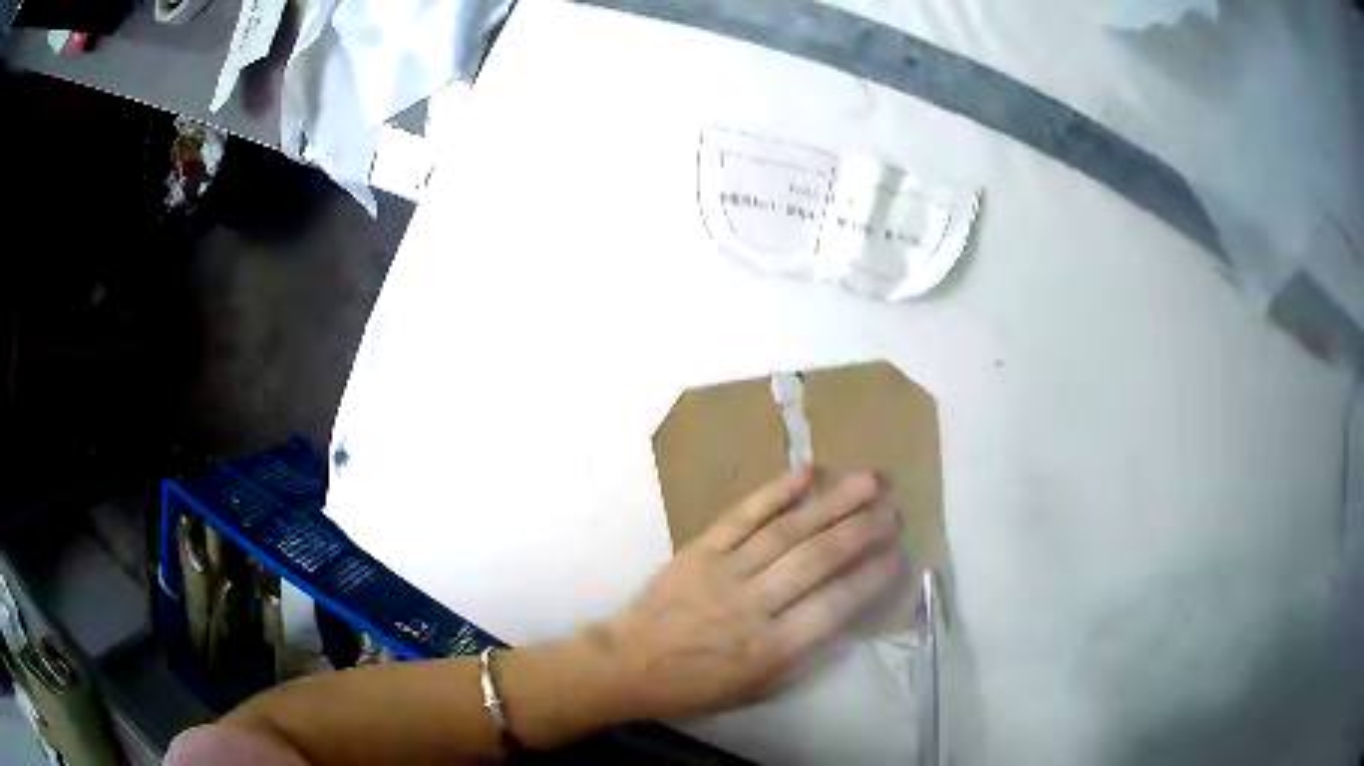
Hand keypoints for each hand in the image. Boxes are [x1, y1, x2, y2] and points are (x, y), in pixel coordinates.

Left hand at [590, 470, 906, 720]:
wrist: (628, 664)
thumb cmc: (697, 684)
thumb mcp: (758, 688)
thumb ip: (804, 656)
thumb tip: (847, 618)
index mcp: (770, 648)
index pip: (835, 606)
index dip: (872, 577)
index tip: (900, 554)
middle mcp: (753, 605)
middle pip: (816, 560)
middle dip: (861, 531)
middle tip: (893, 508)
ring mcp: (724, 572)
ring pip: (786, 532)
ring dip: (831, 503)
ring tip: (868, 482)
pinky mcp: (698, 550)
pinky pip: (740, 517)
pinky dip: (773, 493)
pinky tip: (804, 474)